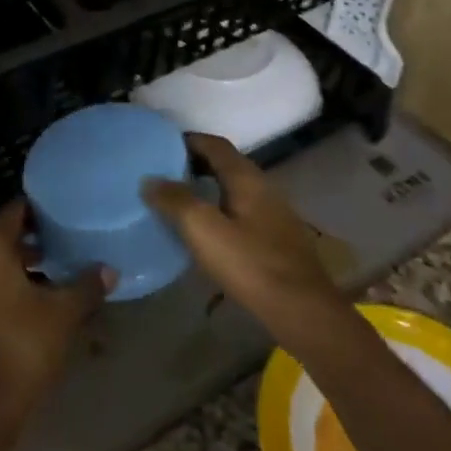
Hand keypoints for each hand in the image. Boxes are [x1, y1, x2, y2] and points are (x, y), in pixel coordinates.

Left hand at [0, 201, 112, 427]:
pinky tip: (24, 302)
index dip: (39, 211)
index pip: (15, 211)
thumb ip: (87, 285)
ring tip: (47, 275)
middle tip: (60, 246)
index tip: (60, 215)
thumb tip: (109, 269)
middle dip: (29, 241)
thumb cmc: (24, 344)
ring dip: (13, 266)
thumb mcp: (64, 312)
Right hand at [142, 134, 348, 344]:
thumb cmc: (250, 264)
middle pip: (226, 164)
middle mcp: (263, 187)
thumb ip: (176, 201)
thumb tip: (150, 179)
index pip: (214, 145)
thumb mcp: (204, 230)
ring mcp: (273, 213)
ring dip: (207, 187)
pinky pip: (241, 210)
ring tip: (178, 199)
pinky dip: (219, 209)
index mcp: (246, 178)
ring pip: (234, 188)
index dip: (188, 140)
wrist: (301, 309)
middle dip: (195, 163)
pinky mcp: (275, 238)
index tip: (160, 146)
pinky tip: (206, 230)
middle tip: (163, 172)